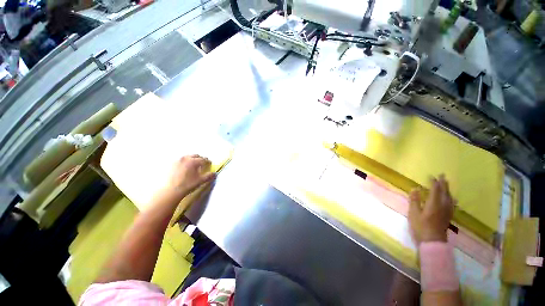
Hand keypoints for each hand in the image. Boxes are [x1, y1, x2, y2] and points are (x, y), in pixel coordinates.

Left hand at [165, 154, 215, 198]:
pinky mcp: (172, 164)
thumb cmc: (187, 185)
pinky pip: (181, 160)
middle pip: (196, 156)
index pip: (204, 159)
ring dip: (193, 159)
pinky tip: (185, 168)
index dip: (208, 162)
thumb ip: (209, 176)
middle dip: (201, 159)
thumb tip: (214, 174)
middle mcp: (186, 158)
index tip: (210, 164)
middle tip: (203, 164)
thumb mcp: (200, 181)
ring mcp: (177, 160)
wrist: (170, 190)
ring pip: (188, 157)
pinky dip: (185, 162)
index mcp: (194, 161)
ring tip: (194, 166)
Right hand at [408, 175, 455, 244]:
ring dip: (448, 190)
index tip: (431, 176)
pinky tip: (452, 199)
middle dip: (443, 183)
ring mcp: (447, 211)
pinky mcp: (448, 216)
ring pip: (450, 197)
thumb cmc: (421, 226)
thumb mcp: (413, 213)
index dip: (434, 182)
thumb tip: (415, 188)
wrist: (433, 242)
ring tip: (447, 184)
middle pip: (445, 192)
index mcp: (434, 204)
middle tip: (443, 175)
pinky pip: (452, 204)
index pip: (435, 190)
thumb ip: (414, 200)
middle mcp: (443, 206)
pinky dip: (451, 198)